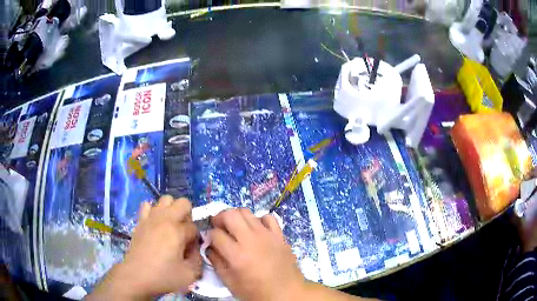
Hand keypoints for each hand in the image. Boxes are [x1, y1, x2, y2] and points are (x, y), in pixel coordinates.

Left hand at [88, 196, 201, 299]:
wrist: (136, 276)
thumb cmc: (163, 276)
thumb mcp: (190, 274)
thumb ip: (198, 259)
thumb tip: (194, 249)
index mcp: (177, 231)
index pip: (194, 228)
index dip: (195, 240)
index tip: (190, 251)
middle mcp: (164, 219)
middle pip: (183, 203)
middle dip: (188, 217)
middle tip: (183, 234)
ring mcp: (150, 217)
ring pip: (166, 199)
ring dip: (172, 211)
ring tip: (170, 228)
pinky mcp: (140, 221)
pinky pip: (147, 205)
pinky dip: (154, 211)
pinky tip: (155, 225)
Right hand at [207, 208, 305, 300]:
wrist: (286, 293)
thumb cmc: (256, 292)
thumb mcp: (230, 282)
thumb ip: (216, 262)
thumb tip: (209, 247)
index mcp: (236, 255)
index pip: (215, 233)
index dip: (209, 236)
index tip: (210, 241)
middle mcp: (251, 240)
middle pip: (229, 214)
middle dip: (219, 218)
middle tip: (219, 228)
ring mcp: (267, 235)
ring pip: (246, 212)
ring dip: (236, 217)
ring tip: (235, 228)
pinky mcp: (279, 235)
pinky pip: (267, 217)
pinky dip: (258, 220)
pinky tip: (256, 231)